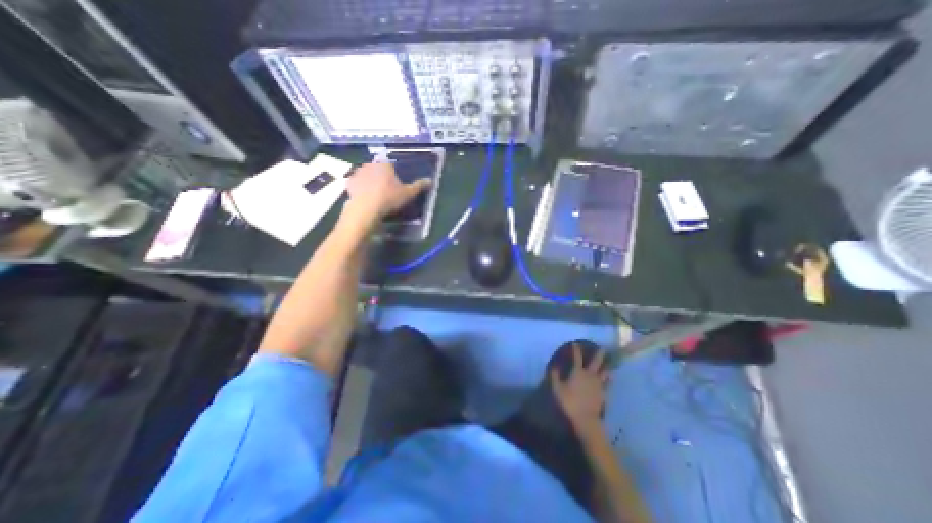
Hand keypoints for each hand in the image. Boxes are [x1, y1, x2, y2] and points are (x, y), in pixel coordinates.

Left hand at [343, 162, 431, 221]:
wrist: (366, 209)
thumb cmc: (389, 199)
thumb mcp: (408, 194)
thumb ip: (419, 186)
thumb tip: (430, 180)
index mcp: (385, 165)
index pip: (391, 166)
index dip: (394, 175)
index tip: (396, 185)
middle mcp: (370, 164)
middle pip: (378, 169)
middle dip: (382, 177)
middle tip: (386, 191)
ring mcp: (358, 173)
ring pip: (367, 175)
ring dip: (370, 182)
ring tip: (375, 196)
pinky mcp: (349, 183)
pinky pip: (357, 184)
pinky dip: (360, 189)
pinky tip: (365, 198)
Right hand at [552, 342, 613, 432]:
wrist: (586, 419)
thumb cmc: (569, 402)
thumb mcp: (557, 389)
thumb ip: (555, 376)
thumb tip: (554, 366)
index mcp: (578, 372)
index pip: (577, 357)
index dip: (576, 349)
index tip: (575, 343)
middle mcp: (590, 375)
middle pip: (596, 362)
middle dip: (599, 354)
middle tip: (602, 348)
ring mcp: (599, 384)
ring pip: (605, 372)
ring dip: (606, 366)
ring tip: (609, 363)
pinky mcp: (604, 393)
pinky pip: (608, 384)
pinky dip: (609, 379)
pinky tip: (610, 377)